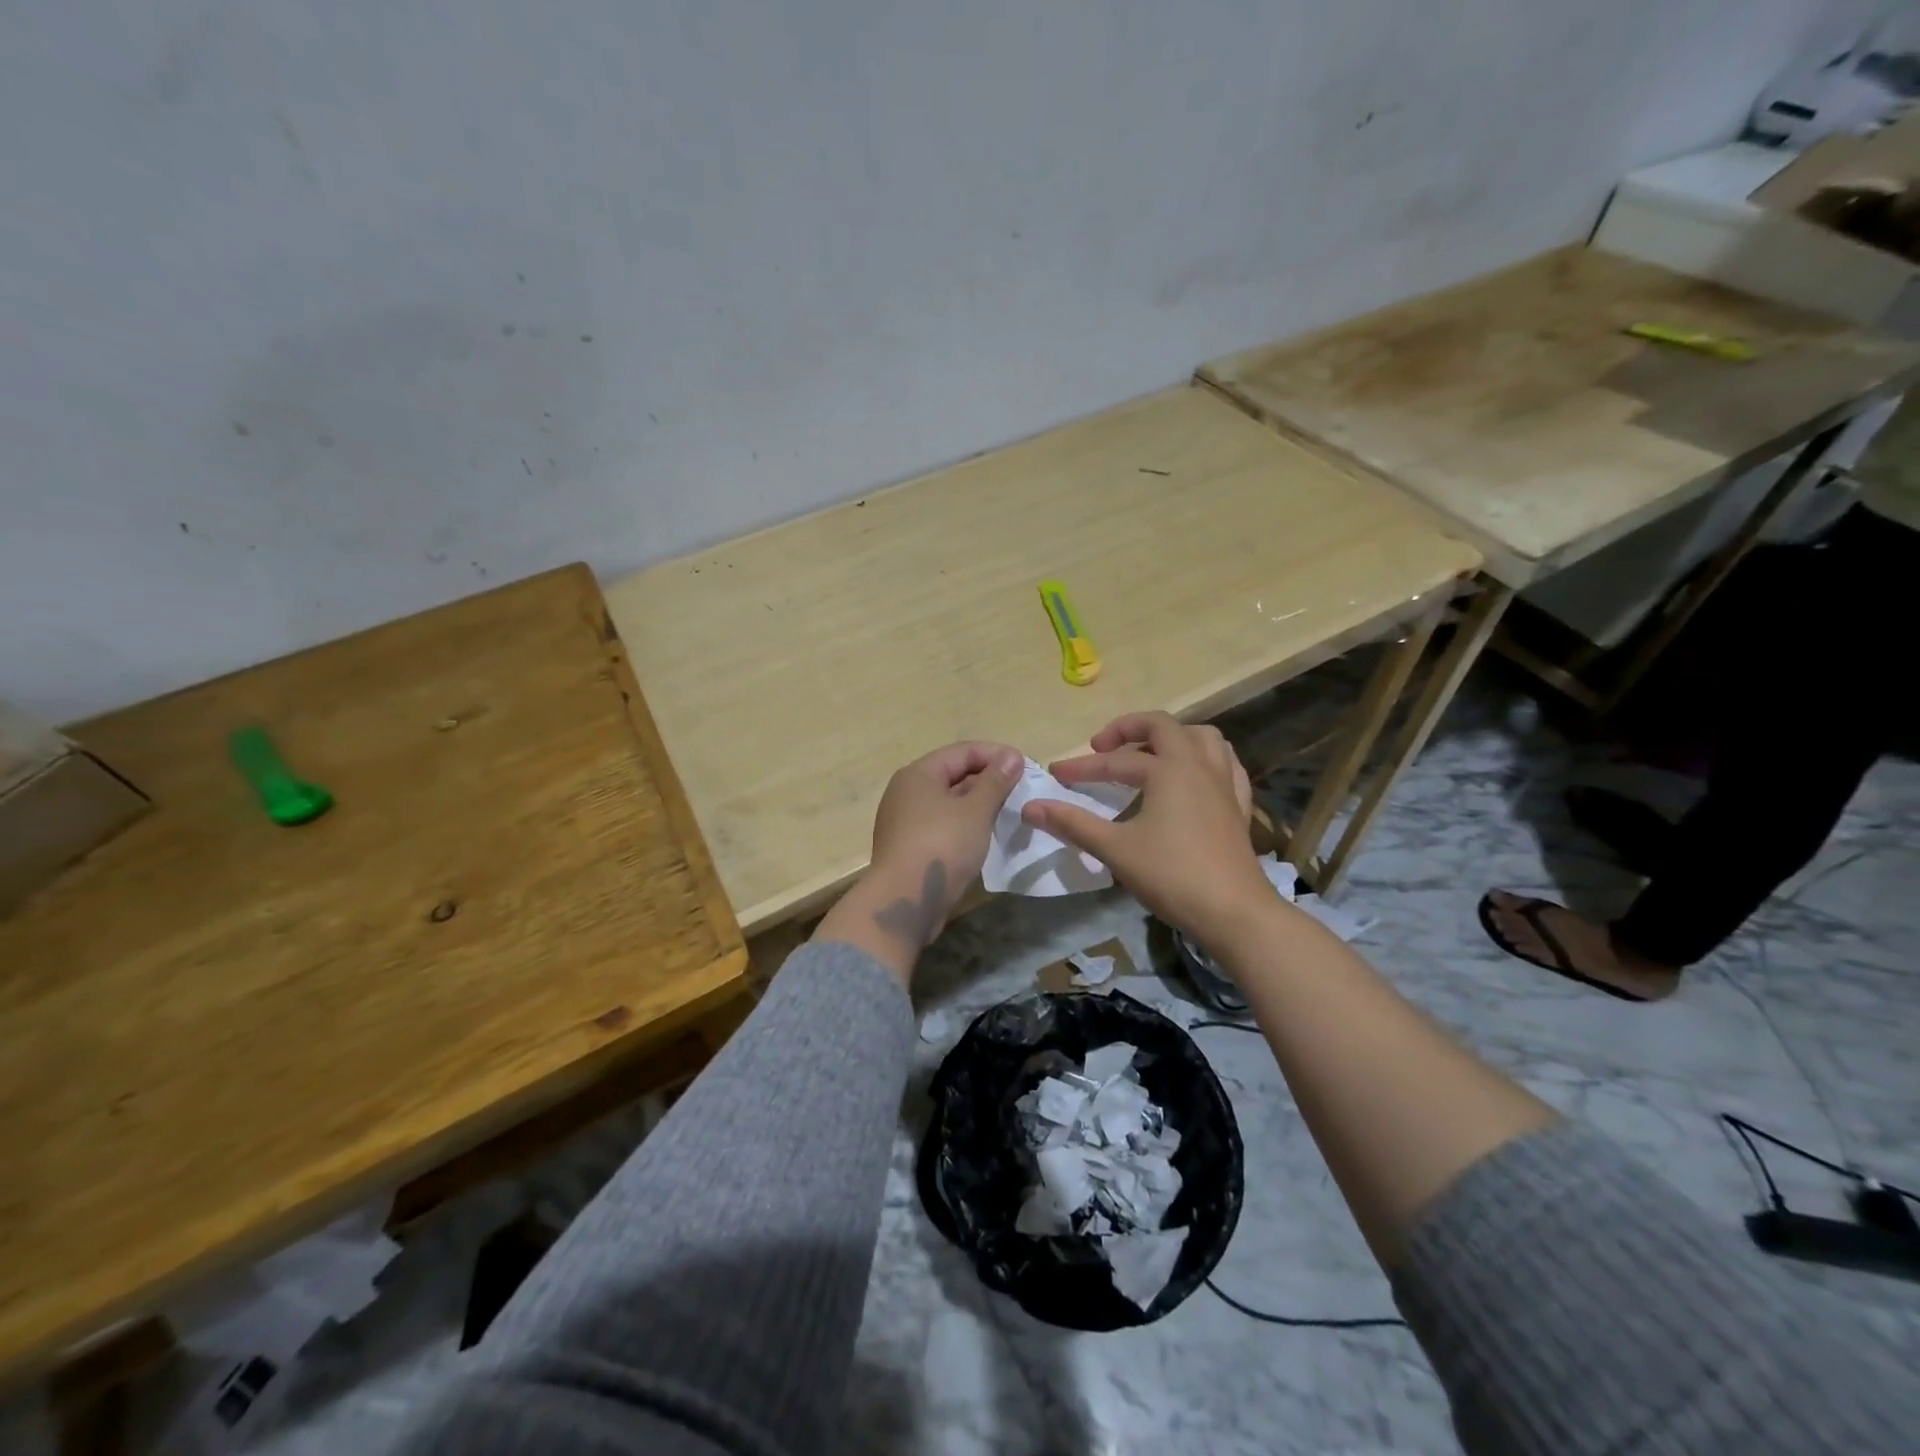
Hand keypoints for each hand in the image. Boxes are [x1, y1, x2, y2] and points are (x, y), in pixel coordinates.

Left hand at [815, 741, 1024, 984]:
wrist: (904, 901)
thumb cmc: (941, 846)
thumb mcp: (975, 810)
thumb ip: (995, 781)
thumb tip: (1012, 756)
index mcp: (918, 774)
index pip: (962, 751)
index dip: (996, 755)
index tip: (1026, 767)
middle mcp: (907, 792)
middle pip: (953, 775)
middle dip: (988, 780)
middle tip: (1021, 791)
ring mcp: (905, 821)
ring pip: (948, 803)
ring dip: (978, 805)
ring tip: (1009, 813)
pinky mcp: (909, 847)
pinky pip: (942, 825)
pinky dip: (965, 825)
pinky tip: (985, 836)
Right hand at [1022, 712, 1275, 941]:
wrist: (1234, 912)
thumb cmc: (1172, 875)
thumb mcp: (1115, 849)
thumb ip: (1072, 823)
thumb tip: (1030, 807)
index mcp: (1169, 769)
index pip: (1115, 762)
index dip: (1081, 768)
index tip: (1055, 774)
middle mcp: (1199, 765)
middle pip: (1164, 728)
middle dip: (1128, 731)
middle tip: (1102, 748)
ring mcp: (1225, 783)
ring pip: (1202, 738)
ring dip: (1172, 738)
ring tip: (1149, 755)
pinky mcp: (1239, 805)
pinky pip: (1225, 765)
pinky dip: (1204, 760)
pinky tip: (1192, 778)